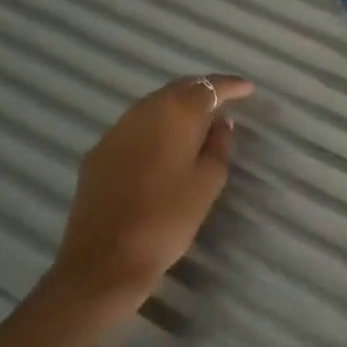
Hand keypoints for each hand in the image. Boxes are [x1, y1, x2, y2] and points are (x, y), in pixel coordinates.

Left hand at [48, 74, 253, 318]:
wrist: (104, 260)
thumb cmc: (166, 220)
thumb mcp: (207, 184)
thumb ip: (218, 146)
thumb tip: (221, 122)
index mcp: (175, 114)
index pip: (208, 87)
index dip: (230, 86)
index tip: (248, 88)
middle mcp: (143, 111)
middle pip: (177, 89)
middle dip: (202, 92)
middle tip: (224, 103)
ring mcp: (116, 130)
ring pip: (153, 105)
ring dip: (176, 108)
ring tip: (196, 123)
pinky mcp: (98, 152)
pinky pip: (134, 126)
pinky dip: (154, 127)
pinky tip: (162, 145)